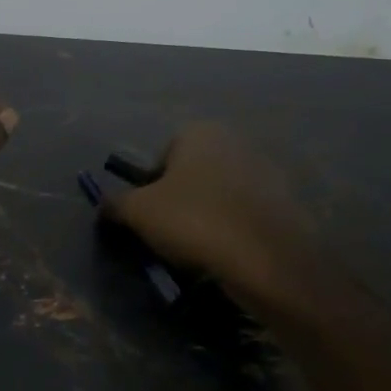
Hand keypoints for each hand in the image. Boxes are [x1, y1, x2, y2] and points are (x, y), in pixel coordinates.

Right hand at [97, 122, 316, 304]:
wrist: (268, 258)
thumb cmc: (194, 220)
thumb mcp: (138, 212)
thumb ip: (115, 203)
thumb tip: (104, 204)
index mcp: (199, 132)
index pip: (161, 157)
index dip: (150, 188)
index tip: (149, 218)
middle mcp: (234, 141)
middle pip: (192, 175)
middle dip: (179, 202)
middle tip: (170, 235)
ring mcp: (265, 171)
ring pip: (219, 196)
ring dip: (207, 217)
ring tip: (198, 250)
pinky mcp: (285, 203)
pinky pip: (245, 216)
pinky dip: (234, 231)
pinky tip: (227, 255)